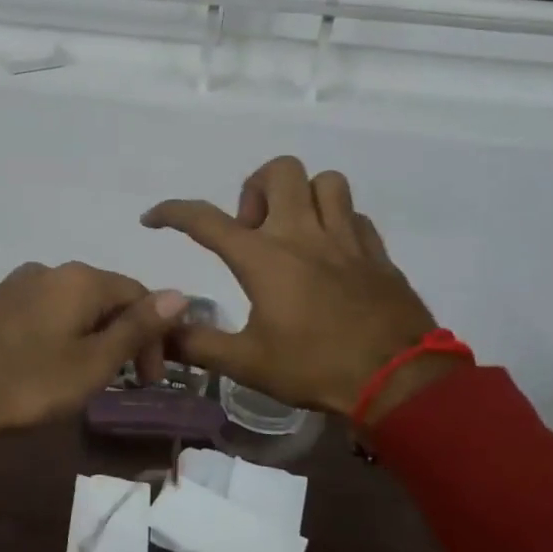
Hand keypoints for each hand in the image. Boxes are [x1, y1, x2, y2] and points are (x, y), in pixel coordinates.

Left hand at [0, 262, 189, 444]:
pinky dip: (56, 334)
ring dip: (88, 336)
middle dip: (121, 336)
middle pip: (103, 297)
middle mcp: (47, 269)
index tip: (150, 380)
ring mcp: (14, 284)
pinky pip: (39, 312)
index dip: (155, 335)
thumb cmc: (27, 383)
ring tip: (83, 377)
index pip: (138, 294)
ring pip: (70, 305)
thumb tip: (179, 294)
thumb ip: (136, 328)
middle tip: (121, 381)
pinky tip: (44, 365)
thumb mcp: (92, 363)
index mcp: (79, 279)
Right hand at [142, 156, 458, 425]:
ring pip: (325, 182)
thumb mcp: (247, 363)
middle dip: (254, 189)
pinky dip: (335, 221)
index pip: (205, 219)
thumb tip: (160, 333)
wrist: (399, 381)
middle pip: (279, 171)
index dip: (172, 212)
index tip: (153, 218)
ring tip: (292, 232)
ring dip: (301, 197)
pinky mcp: (376, 252)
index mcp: (263, 257)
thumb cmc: (316, 367)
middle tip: (251, 230)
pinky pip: (354, 214)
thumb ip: (197, 345)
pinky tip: (330, 252)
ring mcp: (345, 238)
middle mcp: (303, 234)